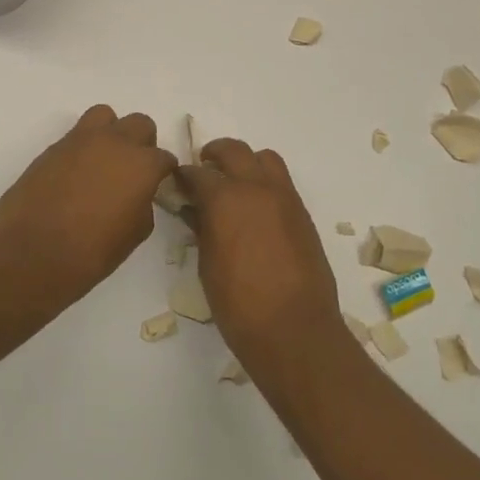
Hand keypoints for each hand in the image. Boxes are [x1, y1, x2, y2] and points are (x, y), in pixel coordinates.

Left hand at [0, 105, 177, 310]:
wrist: (32, 254)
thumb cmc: (92, 252)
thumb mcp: (134, 234)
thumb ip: (143, 204)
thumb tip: (137, 195)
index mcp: (141, 164)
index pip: (164, 157)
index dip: (162, 172)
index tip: (157, 186)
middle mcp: (114, 142)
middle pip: (139, 124)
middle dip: (141, 143)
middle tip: (133, 170)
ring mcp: (80, 141)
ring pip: (104, 116)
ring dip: (110, 133)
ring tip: (103, 161)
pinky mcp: (52, 148)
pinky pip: (75, 137)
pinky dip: (82, 149)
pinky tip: (75, 176)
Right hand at [180, 138, 346, 374]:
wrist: (294, 328)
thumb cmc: (239, 304)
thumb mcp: (208, 265)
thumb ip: (202, 229)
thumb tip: (196, 211)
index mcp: (226, 199)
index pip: (198, 174)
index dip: (184, 176)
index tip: (177, 182)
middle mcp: (257, 188)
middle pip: (234, 151)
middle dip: (215, 154)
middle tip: (203, 168)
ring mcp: (284, 198)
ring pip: (265, 159)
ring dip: (246, 162)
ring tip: (234, 181)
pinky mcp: (302, 213)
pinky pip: (281, 182)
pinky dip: (265, 182)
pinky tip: (255, 207)